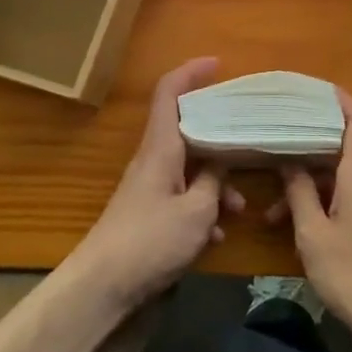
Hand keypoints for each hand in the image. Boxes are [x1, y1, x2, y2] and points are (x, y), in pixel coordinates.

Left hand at [74, 58, 242, 313]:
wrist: (102, 287)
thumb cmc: (150, 241)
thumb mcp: (197, 211)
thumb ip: (214, 181)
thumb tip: (222, 162)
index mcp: (161, 147)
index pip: (169, 93)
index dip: (191, 72)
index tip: (217, 64)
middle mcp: (154, 159)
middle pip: (187, 128)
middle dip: (219, 133)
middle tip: (248, 136)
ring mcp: (151, 186)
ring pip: (191, 166)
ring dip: (217, 180)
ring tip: (240, 207)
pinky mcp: (150, 213)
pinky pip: (184, 195)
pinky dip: (204, 207)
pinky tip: (218, 235)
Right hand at [272, 91, 351, 340]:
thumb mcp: (313, 232)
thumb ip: (299, 191)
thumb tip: (287, 159)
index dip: (338, 97)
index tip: (309, 88)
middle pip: (345, 138)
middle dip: (311, 132)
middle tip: (278, 126)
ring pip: (338, 169)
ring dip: (307, 173)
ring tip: (270, 189)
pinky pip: (340, 190)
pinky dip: (315, 195)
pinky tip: (285, 217)